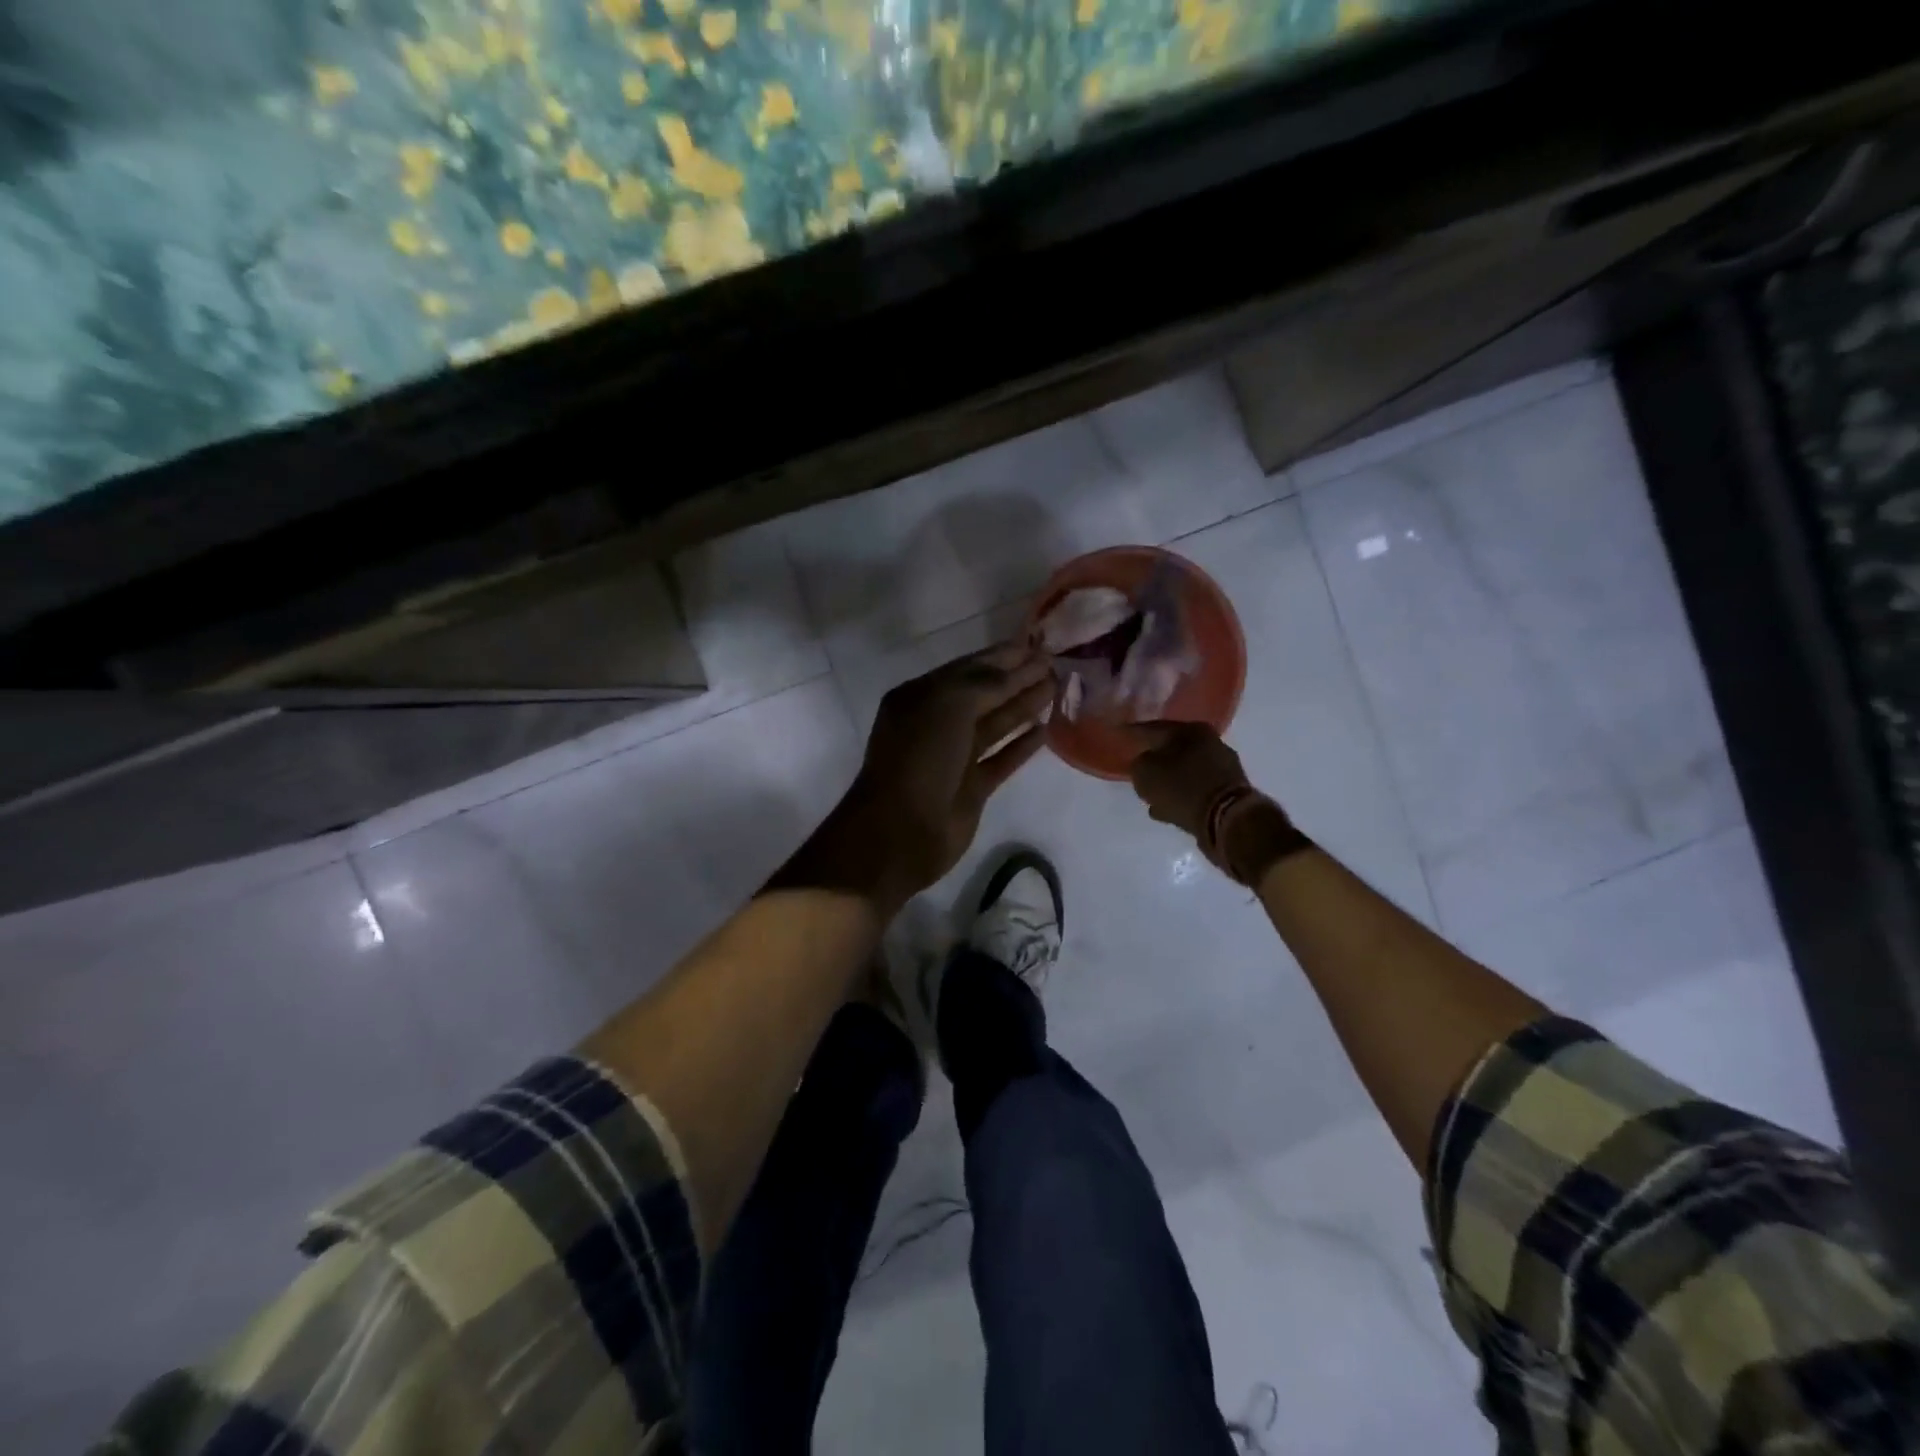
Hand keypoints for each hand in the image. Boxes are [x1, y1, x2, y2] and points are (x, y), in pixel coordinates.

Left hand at [847, 639, 1053, 904]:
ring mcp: (954, 757)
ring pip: (995, 725)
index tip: (1036, 645)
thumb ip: (984, 683)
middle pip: (984, 695)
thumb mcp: (948, 705)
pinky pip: (1001, 759)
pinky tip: (1046, 729)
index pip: (967, 669)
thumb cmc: (920, 757)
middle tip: (1054, 663)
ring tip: (1056, 687)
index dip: (1001, 656)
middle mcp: (936, 723)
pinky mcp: (971, 788)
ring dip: (1024, 706)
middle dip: (1017, 678)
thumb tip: (1016, 669)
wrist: (901, 829)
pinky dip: (1021, 745)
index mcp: (920, 697)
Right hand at [1128, 722, 1251, 840]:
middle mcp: (1210, 743)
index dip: (1132, 732)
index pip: (1153, 728)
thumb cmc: (1182, 787)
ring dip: (1167, 782)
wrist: (1225, 819)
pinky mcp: (1227, 793)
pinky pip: (1194, 791)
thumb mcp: (1145, 772)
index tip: (1118, 734)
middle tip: (1135, 766)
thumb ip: (1138, 763)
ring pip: (1184, 771)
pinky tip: (1165, 809)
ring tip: (1149, 795)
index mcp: (1191, 730)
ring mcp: (1222, 769)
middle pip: (1172, 749)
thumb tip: (1143, 764)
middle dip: (1154, 759)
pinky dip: (1179, 798)